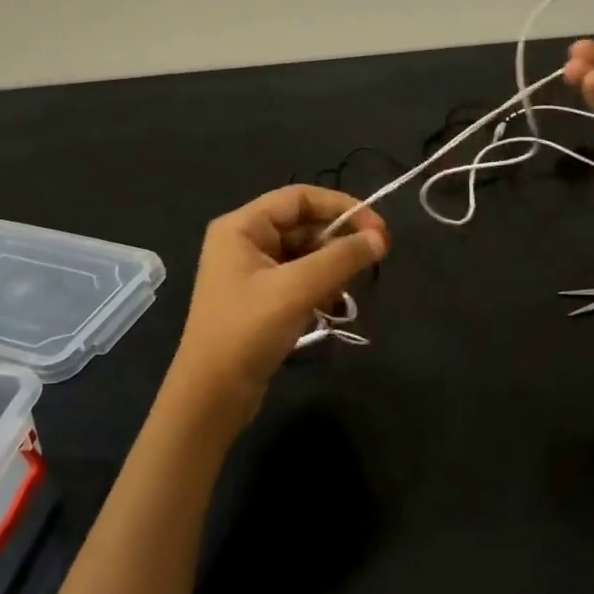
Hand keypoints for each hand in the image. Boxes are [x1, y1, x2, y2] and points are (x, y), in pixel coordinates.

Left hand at [167, 185, 389, 424]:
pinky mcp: (261, 299)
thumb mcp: (297, 289)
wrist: (212, 395)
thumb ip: (341, 259)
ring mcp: (251, 272)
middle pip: (304, 225)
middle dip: (338, 241)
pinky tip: (334, 306)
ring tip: (348, 290)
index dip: (342, 207)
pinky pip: (299, 279)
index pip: (300, 197)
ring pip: (305, 254)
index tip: (378, 229)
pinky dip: (320, 287)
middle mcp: (244, 241)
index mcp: (242, 226)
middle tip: (373, 260)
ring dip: (332, 267)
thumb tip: (380, 239)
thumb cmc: (247, 331)